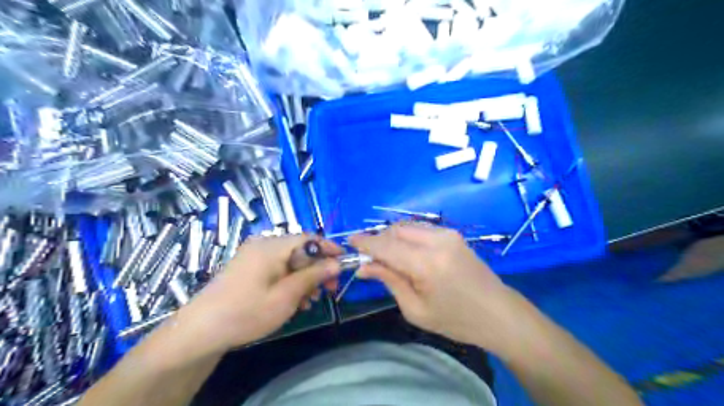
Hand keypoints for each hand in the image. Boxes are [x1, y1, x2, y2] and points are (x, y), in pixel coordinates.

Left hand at [177, 235, 342, 350]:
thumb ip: (314, 276)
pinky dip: (289, 280)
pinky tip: (294, 299)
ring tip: (310, 300)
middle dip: (318, 268)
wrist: (200, 331)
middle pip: (300, 249)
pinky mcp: (248, 268)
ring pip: (290, 261)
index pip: (309, 238)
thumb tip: (337, 263)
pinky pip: (277, 268)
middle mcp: (263, 245)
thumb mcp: (286, 296)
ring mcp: (254, 256)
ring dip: (304, 277)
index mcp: (272, 246)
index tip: (345, 263)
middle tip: (330, 289)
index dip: (329, 249)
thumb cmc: (247, 312)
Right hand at [349, 224, 520, 353]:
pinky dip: (406, 237)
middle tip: (368, 257)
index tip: (349, 241)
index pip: (386, 246)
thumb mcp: (416, 309)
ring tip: (385, 256)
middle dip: (378, 240)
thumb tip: (364, 267)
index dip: (365, 243)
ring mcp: (447, 234)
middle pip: (395, 230)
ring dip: (391, 237)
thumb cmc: (456, 320)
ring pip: (407, 226)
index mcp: (427, 264)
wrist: (498, 313)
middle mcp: (436, 241)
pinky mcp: (452, 234)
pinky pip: (420, 229)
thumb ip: (389, 281)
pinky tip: (404, 252)